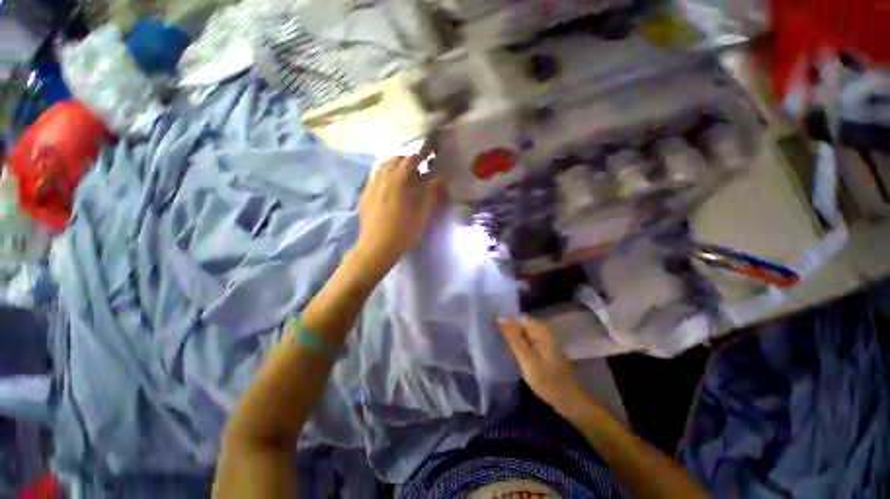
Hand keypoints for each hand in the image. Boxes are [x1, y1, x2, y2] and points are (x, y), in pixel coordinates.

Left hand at [353, 154, 443, 276]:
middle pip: (395, 160)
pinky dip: (384, 175)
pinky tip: (388, 187)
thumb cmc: (403, 232)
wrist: (377, 247)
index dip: (421, 155)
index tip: (428, 154)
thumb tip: (437, 180)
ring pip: (382, 167)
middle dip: (407, 160)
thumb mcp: (423, 215)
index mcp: (399, 181)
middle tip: (417, 168)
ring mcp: (371, 186)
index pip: (411, 160)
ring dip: (394, 166)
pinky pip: (375, 177)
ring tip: (403, 176)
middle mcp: (382, 178)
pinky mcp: (364, 195)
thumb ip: (431, 194)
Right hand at [498, 316, 590, 415]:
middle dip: (506, 329)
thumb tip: (499, 318)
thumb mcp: (528, 360)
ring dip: (510, 338)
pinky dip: (517, 345)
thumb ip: (514, 339)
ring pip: (522, 334)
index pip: (517, 317)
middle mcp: (542, 332)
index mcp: (540, 331)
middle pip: (520, 324)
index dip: (504, 321)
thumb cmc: (549, 382)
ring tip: (495, 343)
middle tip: (490, 338)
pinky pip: (526, 342)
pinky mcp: (543, 352)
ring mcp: (543, 342)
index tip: (489, 329)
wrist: (571, 403)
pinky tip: (508, 352)